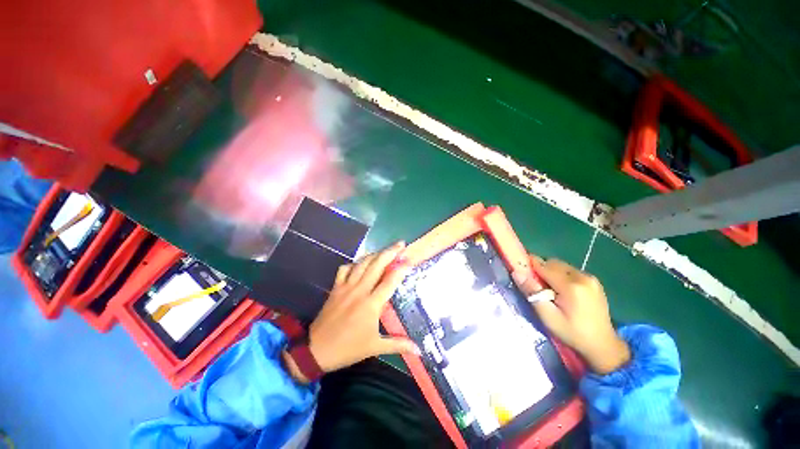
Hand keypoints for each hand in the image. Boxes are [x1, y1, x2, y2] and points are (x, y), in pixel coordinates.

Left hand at [283, 242, 417, 382]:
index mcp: (372, 304)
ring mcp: (346, 286)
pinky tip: (360, 265)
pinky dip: (354, 263)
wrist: (316, 350)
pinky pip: (345, 269)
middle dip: (390, 251)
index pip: (390, 280)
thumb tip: (419, 350)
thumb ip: (398, 344)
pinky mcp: (336, 287)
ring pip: (362, 263)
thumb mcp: (375, 347)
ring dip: (375, 254)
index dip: (401, 268)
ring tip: (385, 250)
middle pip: (377, 264)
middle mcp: (360, 290)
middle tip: (400, 243)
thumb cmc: (348, 348)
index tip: (410, 259)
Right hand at [512, 256, 629, 374]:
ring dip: (551, 272)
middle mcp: (582, 276)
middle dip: (541, 270)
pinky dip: (561, 276)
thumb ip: (532, 293)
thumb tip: (517, 273)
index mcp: (571, 286)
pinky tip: (562, 291)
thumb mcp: (548, 316)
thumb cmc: (572, 332)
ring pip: (561, 266)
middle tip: (536, 286)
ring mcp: (590, 278)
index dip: (530, 266)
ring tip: (550, 290)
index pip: (543, 266)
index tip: (521, 272)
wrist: (603, 345)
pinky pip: (570, 271)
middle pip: (552, 263)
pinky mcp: (594, 281)